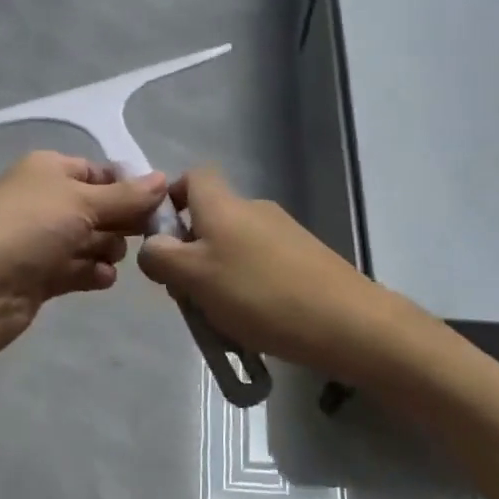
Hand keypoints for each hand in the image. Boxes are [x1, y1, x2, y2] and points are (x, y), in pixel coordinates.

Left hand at [0, 151, 168, 357]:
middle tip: (146, 235)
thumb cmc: (30, 227)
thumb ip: (127, 195)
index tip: (157, 205)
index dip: (128, 186)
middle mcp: (45, 200)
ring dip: (107, 248)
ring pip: (89, 240)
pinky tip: (102, 278)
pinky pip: (76, 269)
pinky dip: (92, 272)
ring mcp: (41, 240)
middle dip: (121, 220)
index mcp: (49, 170)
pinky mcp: (39, 276)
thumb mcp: (83, 201)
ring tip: (112, 258)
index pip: (99, 172)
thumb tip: (163, 178)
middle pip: (97, 207)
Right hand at [137, 167, 387, 371]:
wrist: (346, 322)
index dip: (171, 199)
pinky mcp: (306, 257)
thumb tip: (152, 245)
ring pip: (234, 245)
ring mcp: (284, 232)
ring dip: (219, 274)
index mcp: (224, 204)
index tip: (162, 238)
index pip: (192, 176)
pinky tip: (254, 322)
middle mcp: (254, 208)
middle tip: (187, 293)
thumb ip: (161, 257)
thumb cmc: (258, 294)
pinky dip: (248, 286)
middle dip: (191, 252)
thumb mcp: (193, 278)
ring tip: (220, 318)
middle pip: (210, 217)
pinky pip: (261, 264)